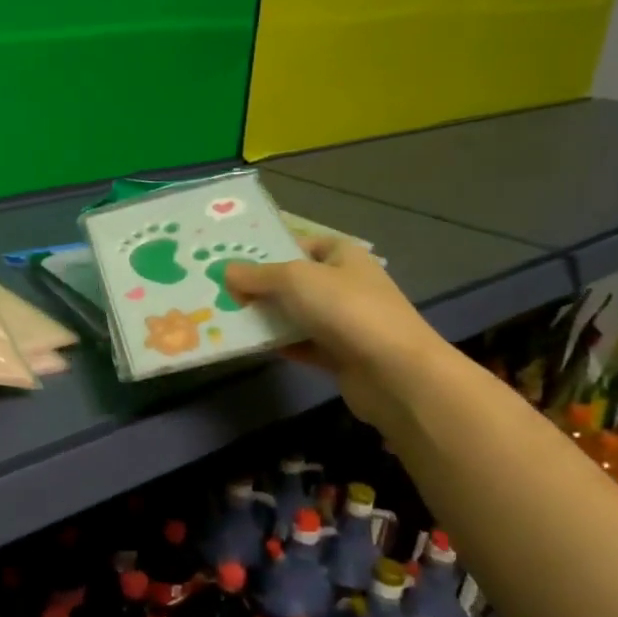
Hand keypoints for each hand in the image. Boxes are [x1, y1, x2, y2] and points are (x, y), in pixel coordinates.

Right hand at [224, 237, 448, 429]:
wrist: (394, 373)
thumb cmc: (346, 310)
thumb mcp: (294, 280)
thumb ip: (257, 275)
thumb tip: (226, 271)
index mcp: (343, 256)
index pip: (303, 243)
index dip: (272, 248)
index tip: (236, 259)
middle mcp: (346, 284)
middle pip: (296, 280)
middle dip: (262, 286)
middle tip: (222, 290)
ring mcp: (346, 321)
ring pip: (297, 314)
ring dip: (268, 318)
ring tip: (227, 318)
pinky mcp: (341, 354)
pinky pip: (302, 344)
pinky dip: (281, 345)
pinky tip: (252, 346)